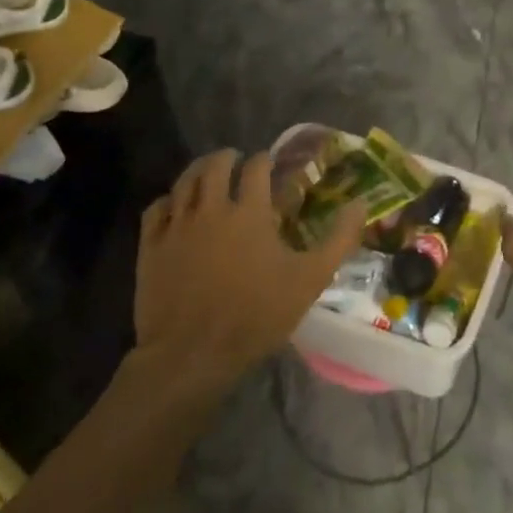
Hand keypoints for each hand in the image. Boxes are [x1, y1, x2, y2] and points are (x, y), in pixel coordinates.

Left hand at [132, 149, 365, 390]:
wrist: (192, 355)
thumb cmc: (256, 314)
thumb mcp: (310, 279)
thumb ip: (339, 239)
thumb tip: (360, 204)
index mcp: (249, 211)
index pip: (256, 167)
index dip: (265, 160)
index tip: (270, 163)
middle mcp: (211, 208)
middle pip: (215, 165)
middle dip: (228, 157)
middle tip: (237, 161)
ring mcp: (177, 226)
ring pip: (184, 182)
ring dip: (198, 170)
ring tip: (207, 173)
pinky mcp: (151, 247)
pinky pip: (156, 209)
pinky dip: (168, 200)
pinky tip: (175, 206)